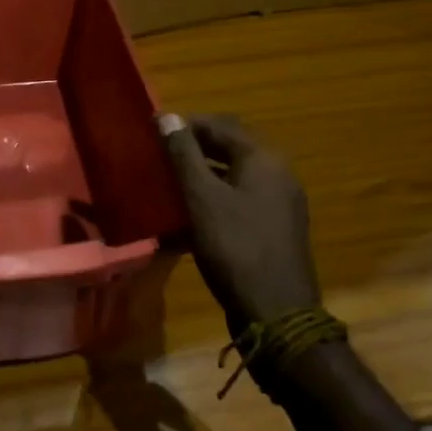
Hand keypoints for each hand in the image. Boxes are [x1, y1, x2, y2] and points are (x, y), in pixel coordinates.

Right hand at [157, 113, 318, 326]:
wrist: (277, 314)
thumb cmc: (236, 248)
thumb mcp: (202, 198)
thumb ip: (184, 155)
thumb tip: (167, 116)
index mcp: (264, 159)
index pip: (221, 125)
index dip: (185, 124)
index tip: (152, 130)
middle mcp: (277, 173)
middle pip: (229, 148)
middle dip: (192, 148)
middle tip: (157, 155)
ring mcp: (279, 202)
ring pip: (233, 175)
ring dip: (201, 174)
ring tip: (167, 182)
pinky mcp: (274, 228)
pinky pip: (239, 200)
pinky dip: (213, 198)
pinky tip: (188, 214)